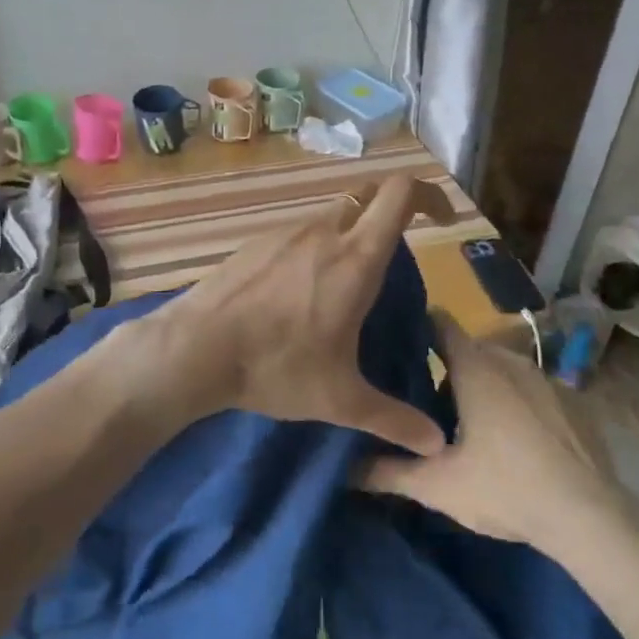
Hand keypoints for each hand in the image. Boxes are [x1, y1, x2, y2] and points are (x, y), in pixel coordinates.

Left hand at [124, 175, 446, 455]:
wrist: (195, 348)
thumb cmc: (276, 367)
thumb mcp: (340, 399)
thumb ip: (392, 418)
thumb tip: (436, 444)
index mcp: (355, 258)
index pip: (400, 195)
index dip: (429, 195)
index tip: (443, 219)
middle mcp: (322, 232)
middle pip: (368, 196)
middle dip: (392, 211)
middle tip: (400, 249)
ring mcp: (284, 233)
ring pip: (331, 215)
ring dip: (350, 233)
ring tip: (348, 282)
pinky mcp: (254, 243)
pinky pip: (298, 233)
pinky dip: (314, 248)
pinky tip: (300, 292)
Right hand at [357, 313, 628, 550]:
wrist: (590, 518)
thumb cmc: (506, 487)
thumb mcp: (437, 485)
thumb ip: (387, 471)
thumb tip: (345, 469)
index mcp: (476, 368)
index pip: (440, 325)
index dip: (417, 327)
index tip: (398, 340)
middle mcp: (511, 361)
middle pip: (470, 351)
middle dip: (447, 369)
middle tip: (425, 401)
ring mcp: (547, 380)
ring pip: (502, 370)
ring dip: (484, 387)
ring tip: (468, 424)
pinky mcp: (574, 403)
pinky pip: (532, 390)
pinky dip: (517, 403)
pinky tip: (515, 442)